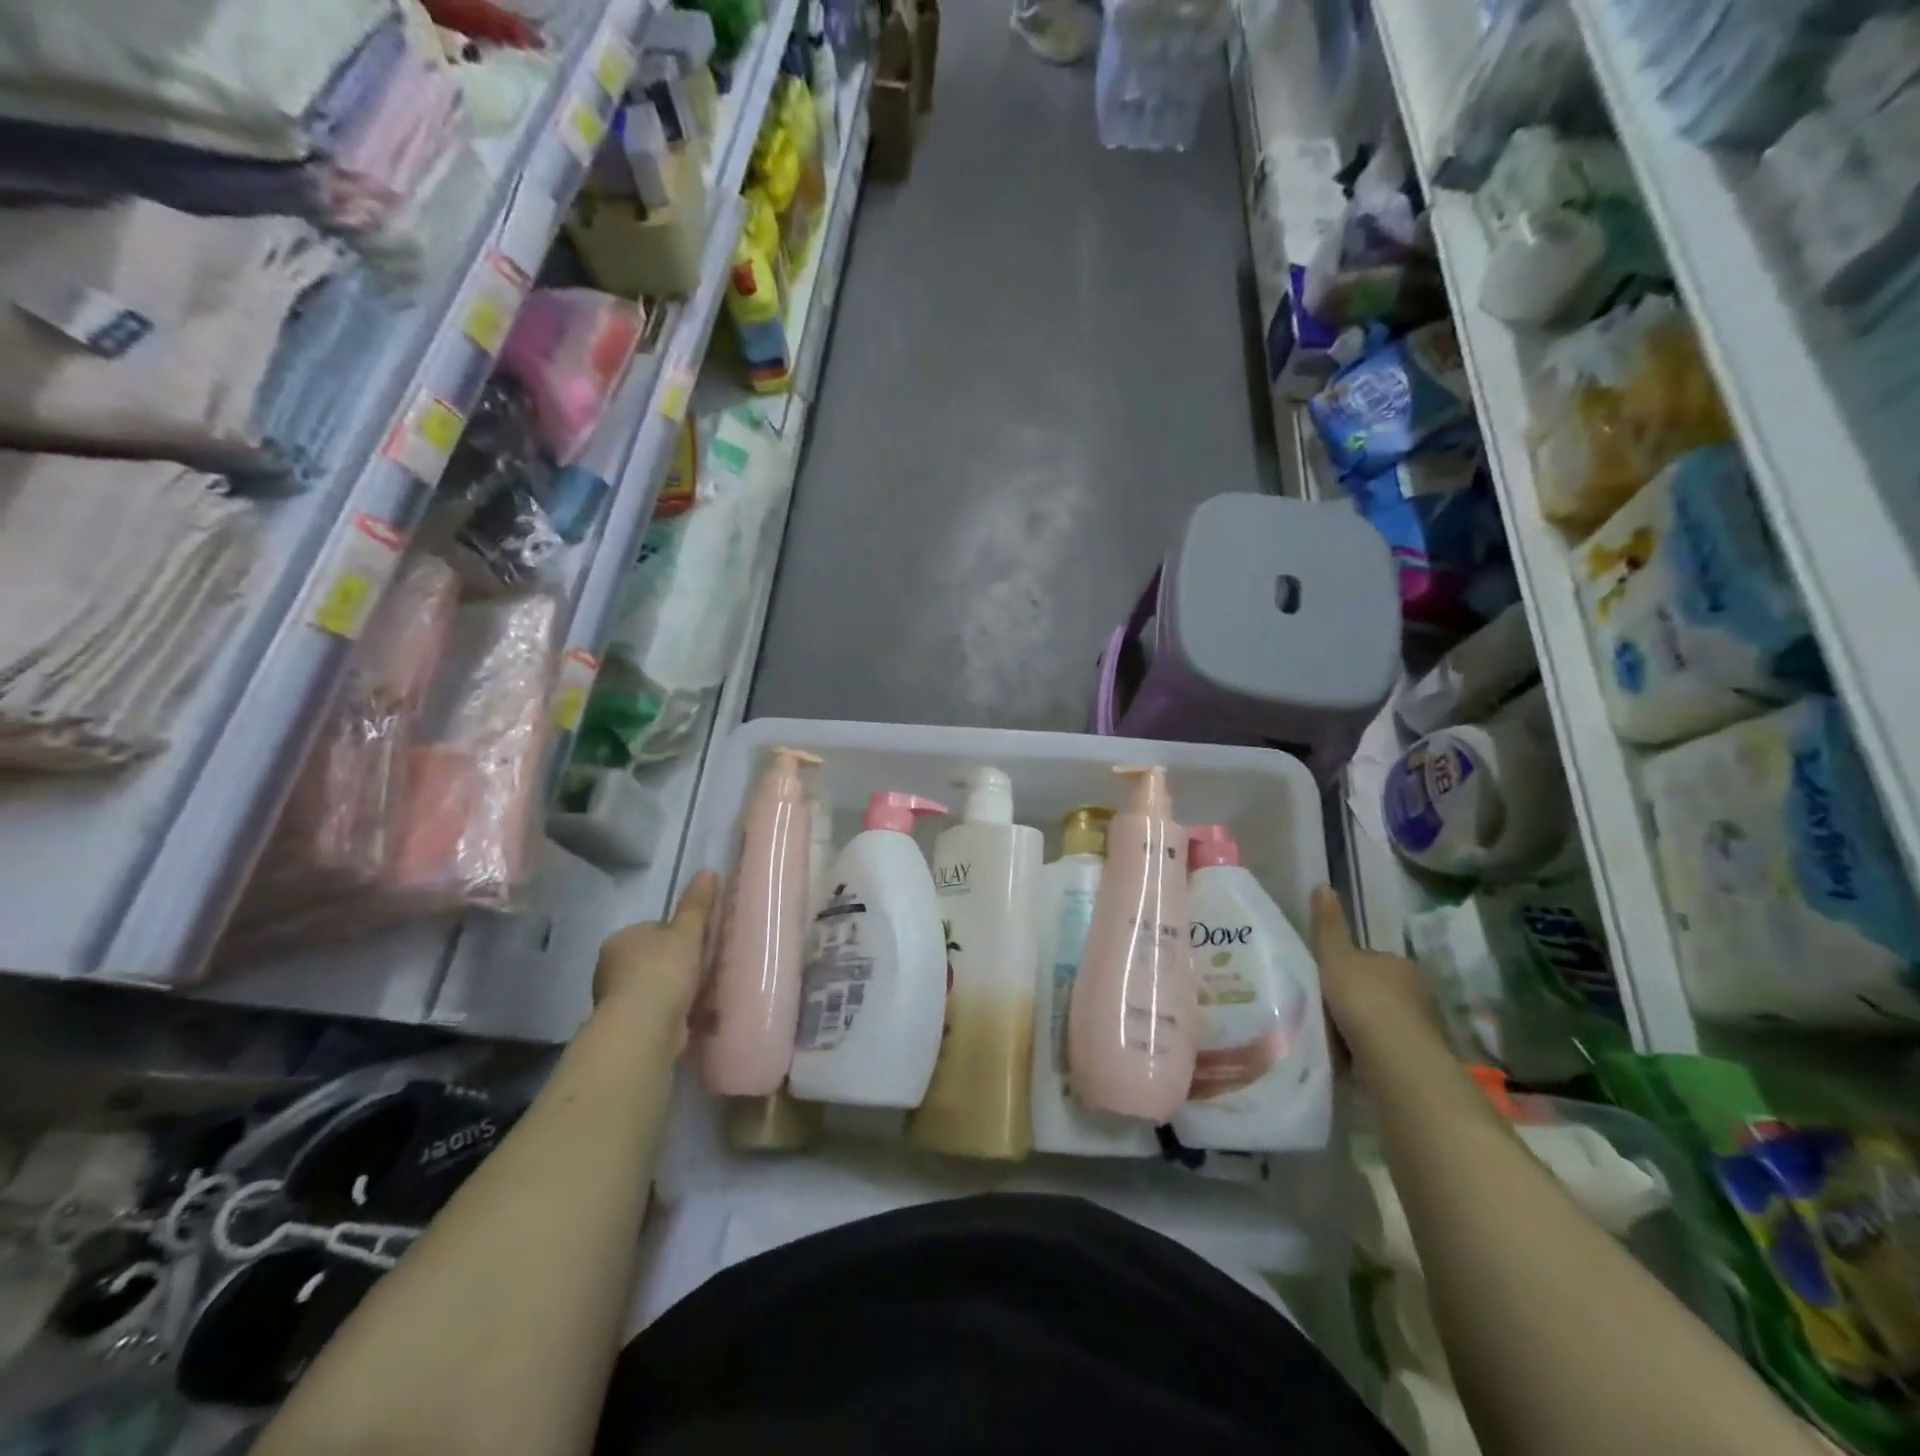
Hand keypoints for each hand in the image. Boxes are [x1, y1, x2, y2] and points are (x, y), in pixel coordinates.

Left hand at [593, 871, 718, 1049]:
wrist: (643, 1029)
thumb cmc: (663, 972)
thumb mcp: (686, 933)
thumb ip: (696, 905)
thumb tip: (708, 871)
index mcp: (621, 939)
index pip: (654, 929)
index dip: (679, 936)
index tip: (699, 945)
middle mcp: (611, 968)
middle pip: (654, 959)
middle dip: (678, 965)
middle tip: (705, 970)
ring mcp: (616, 999)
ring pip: (655, 987)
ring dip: (676, 992)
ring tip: (704, 996)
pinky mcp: (627, 1027)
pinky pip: (657, 1012)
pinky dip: (673, 1013)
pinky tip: (693, 1017)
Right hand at [1309, 884, 1444, 1062]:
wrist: (1397, 1060)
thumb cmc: (1363, 1000)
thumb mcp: (1335, 958)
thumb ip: (1328, 926)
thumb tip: (1322, 885)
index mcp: (1398, 963)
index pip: (1368, 960)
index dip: (1344, 969)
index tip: (1324, 983)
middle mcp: (1418, 991)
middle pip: (1377, 990)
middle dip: (1355, 1000)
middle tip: (1325, 1012)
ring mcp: (1425, 1027)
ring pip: (1384, 1021)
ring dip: (1364, 1029)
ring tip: (1335, 1040)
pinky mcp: (1423, 1059)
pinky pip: (1389, 1049)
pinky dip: (1373, 1053)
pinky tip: (1352, 1061)